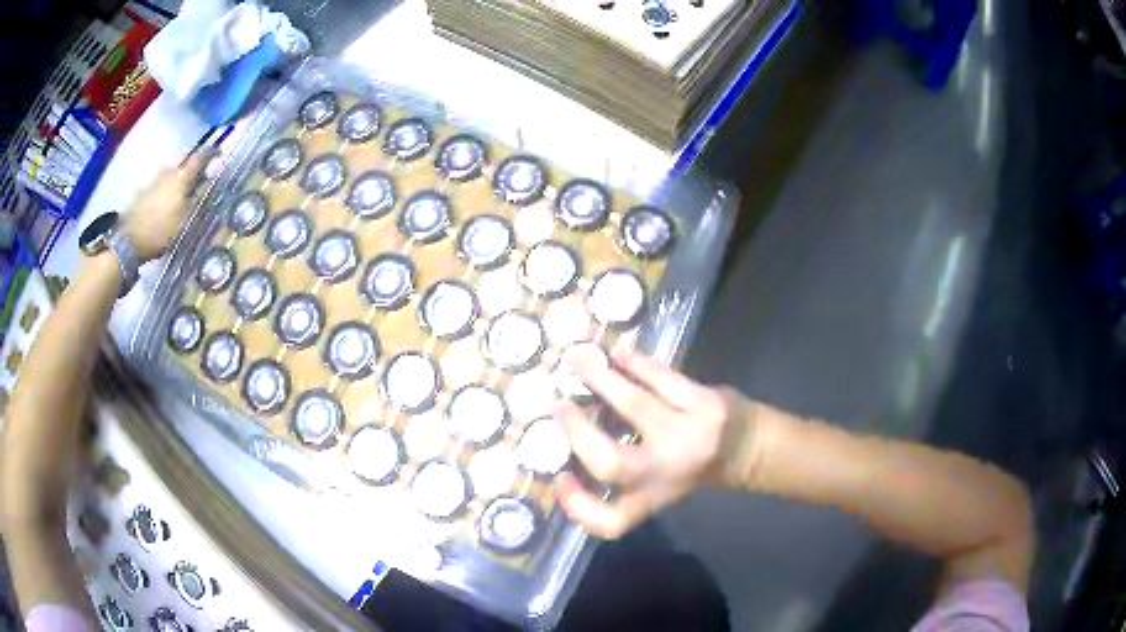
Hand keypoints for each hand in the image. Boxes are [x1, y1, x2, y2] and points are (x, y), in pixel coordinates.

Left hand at [120, 150, 212, 260]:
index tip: (219, 153)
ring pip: (172, 167)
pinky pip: (161, 179)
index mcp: (181, 177)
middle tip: (200, 168)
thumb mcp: (184, 221)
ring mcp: (155, 179)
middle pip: (184, 156)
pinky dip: (168, 182)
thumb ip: (197, 200)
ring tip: (184, 182)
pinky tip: (168, 195)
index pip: (200, 156)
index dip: (211, 152)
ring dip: (179, 170)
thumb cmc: (160, 232)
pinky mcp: (144, 189)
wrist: (129, 241)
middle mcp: (169, 172)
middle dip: (193, 159)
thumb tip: (209, 185)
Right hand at [554, 348, 751, 538]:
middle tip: (558, 406)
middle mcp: (669, 473)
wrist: (752, 448)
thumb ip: (625, 477)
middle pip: (612, 464)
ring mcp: (689, 436)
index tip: (560, 477)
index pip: (610, 521)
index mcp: (655, 498)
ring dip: (600, 379)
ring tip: (577, 358)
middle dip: (578, 432)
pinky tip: (618, 353)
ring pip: (635, 405)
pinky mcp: (706, 403)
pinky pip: (662, 378)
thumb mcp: (662, 485)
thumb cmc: (696, 470)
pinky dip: (635, 363)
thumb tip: (573, 439)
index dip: (577, 505)